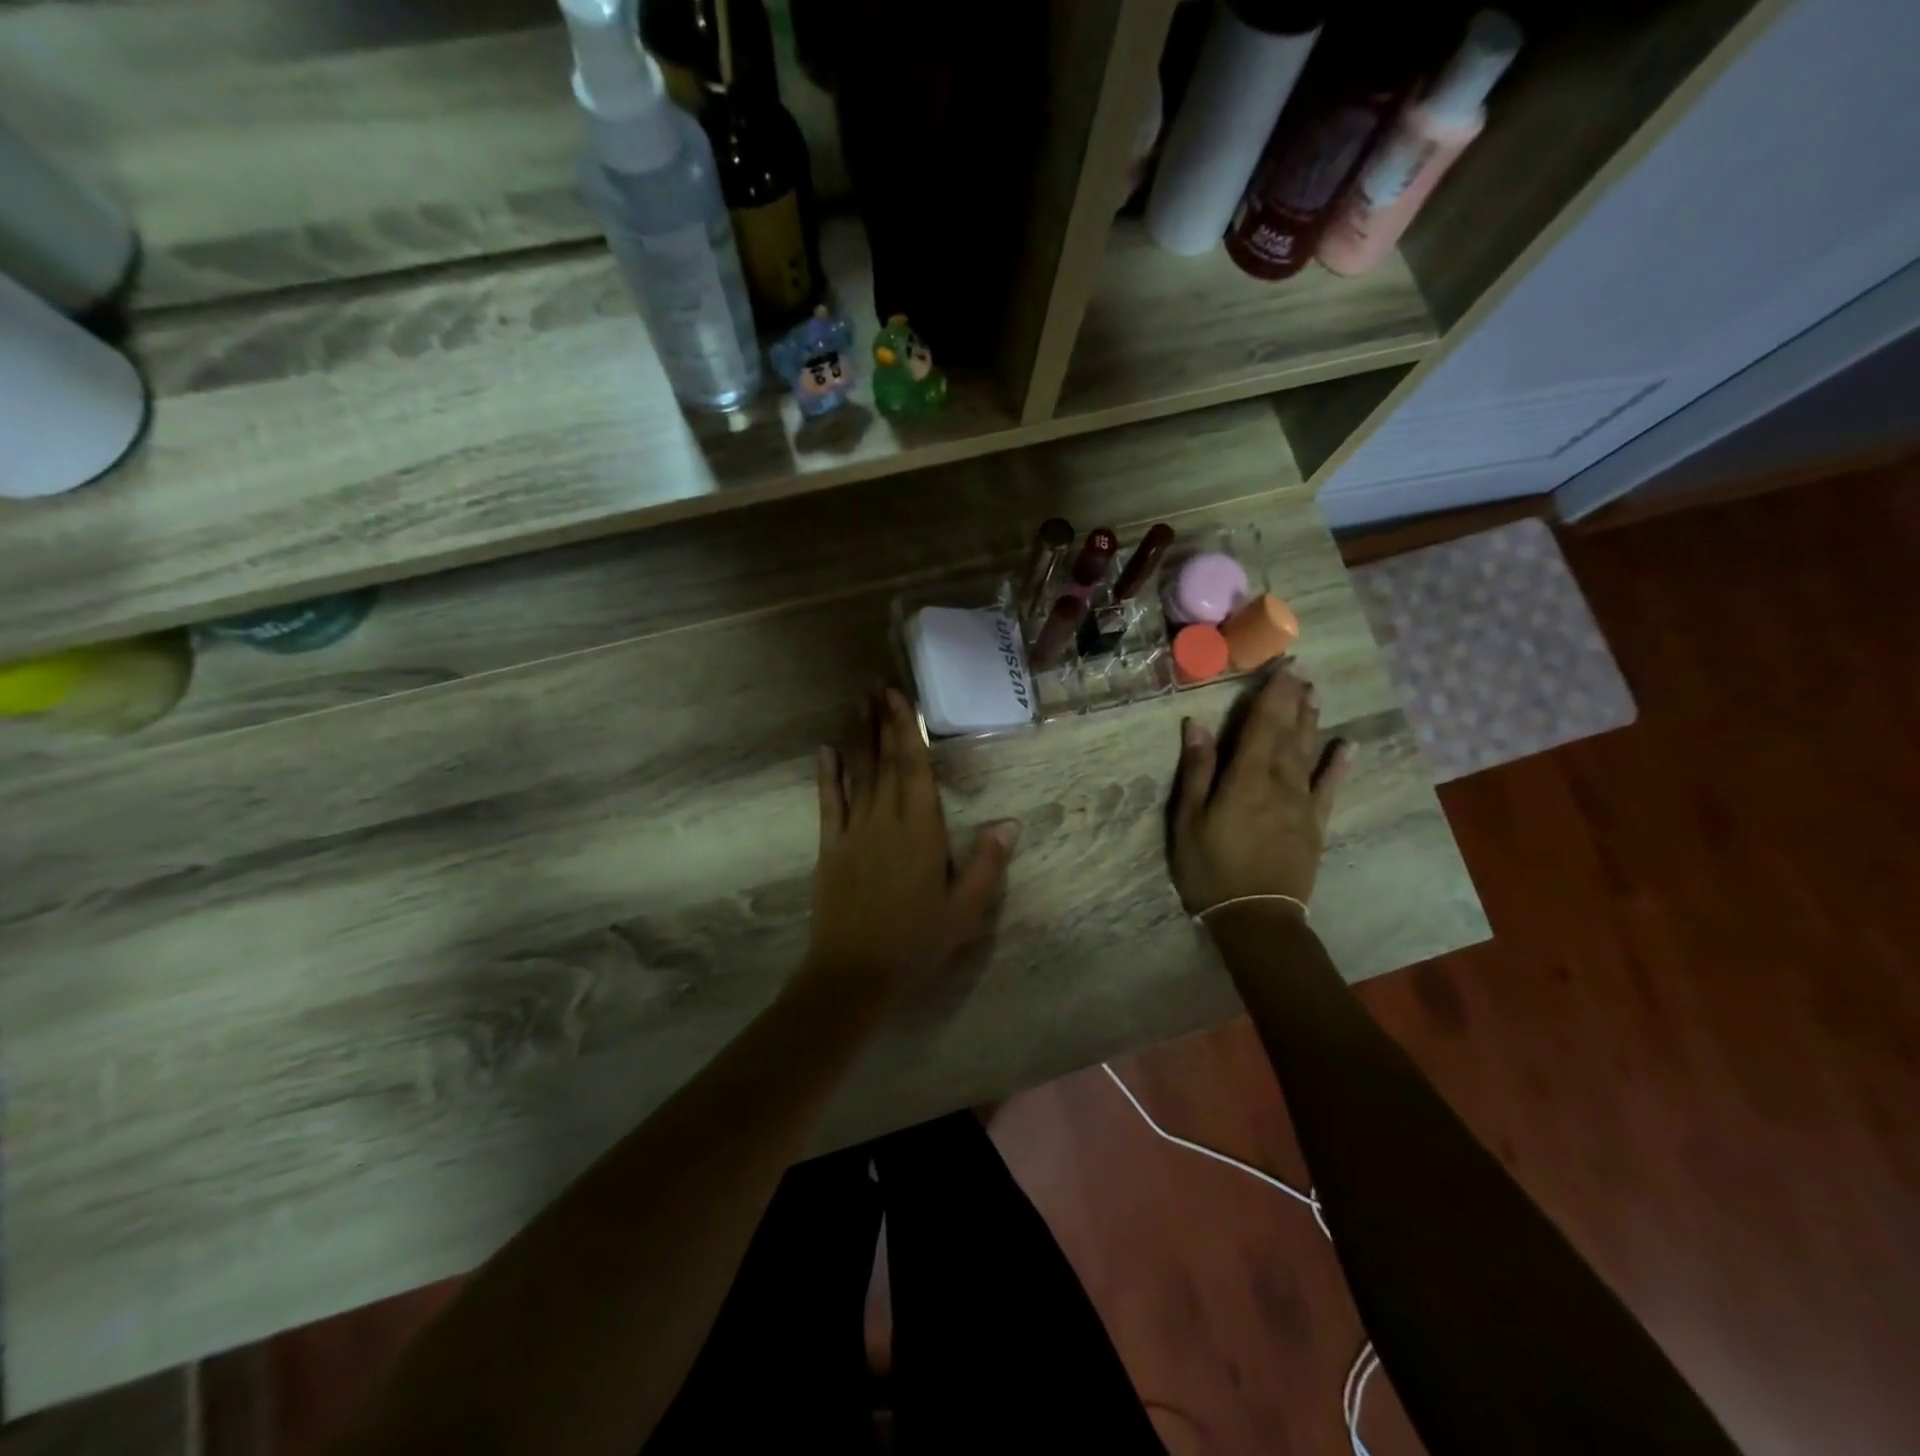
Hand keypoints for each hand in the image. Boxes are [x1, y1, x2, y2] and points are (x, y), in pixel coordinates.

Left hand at [802, 688, 1019, 998]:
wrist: (855, 972)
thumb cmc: (916, 941)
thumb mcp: (965, 910)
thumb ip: (986, 864)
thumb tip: (1009, 822)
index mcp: (920, 830)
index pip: (915, 767)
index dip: (907, 728)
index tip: (898, 696)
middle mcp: (885, 819)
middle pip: (885, 761)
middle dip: (881, 721)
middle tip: (876, 685)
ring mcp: (853, 831)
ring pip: (857, 773)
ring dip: (857, 737)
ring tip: (856, 704)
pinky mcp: (830, 847)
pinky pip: (828, 802)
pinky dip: (827, 775)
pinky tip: (824, 750)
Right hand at [1169, 666, 1351, 915]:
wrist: (1256, 918)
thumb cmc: (1210, 868)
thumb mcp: (1188, 819)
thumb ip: (1196, 770)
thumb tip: (1197, 724)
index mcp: (1246, 777)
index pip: (1262, 725)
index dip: (1272, 694)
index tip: (1283, 666)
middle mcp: (1279, 782)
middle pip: (1288, 733)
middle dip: (1293, 700)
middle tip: (1301, 671)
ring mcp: (1301, 803)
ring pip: (1308, 753)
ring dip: (1312, 722)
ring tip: (1316, 694)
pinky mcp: (1314, 824)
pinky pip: (1328, 788)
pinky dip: (1338, 765)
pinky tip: (1346, 746)